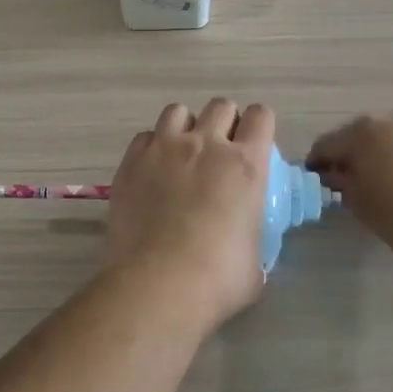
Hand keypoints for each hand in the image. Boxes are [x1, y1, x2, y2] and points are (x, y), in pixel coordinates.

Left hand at [106, 100, 274, 326]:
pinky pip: (145, 136)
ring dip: (186, 127)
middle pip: (220, 106)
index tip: (254, 144)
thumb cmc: (217, 279)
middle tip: (219, 152)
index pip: (260, 116)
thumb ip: (253, 235)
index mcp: (246, 164)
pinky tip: (152, 170)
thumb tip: (245, 241)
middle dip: (224, 123)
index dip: (259, 126)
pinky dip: (152, 146)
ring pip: (178, 111)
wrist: (158, 285)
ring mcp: (164, 148)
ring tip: (182, 154)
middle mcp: (206, 145)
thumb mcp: (256, 259)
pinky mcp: (132, 162)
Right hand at [307, 111, 392, 259]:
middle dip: (355, 155)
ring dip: (389, 154)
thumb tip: (339, 175)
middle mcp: (391, 120)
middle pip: (363, 136)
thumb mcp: (363, 207)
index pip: (326, 144)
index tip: (316, 179)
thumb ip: (345, 186)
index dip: (317, 162)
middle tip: (353, 182)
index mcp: (361, 134)